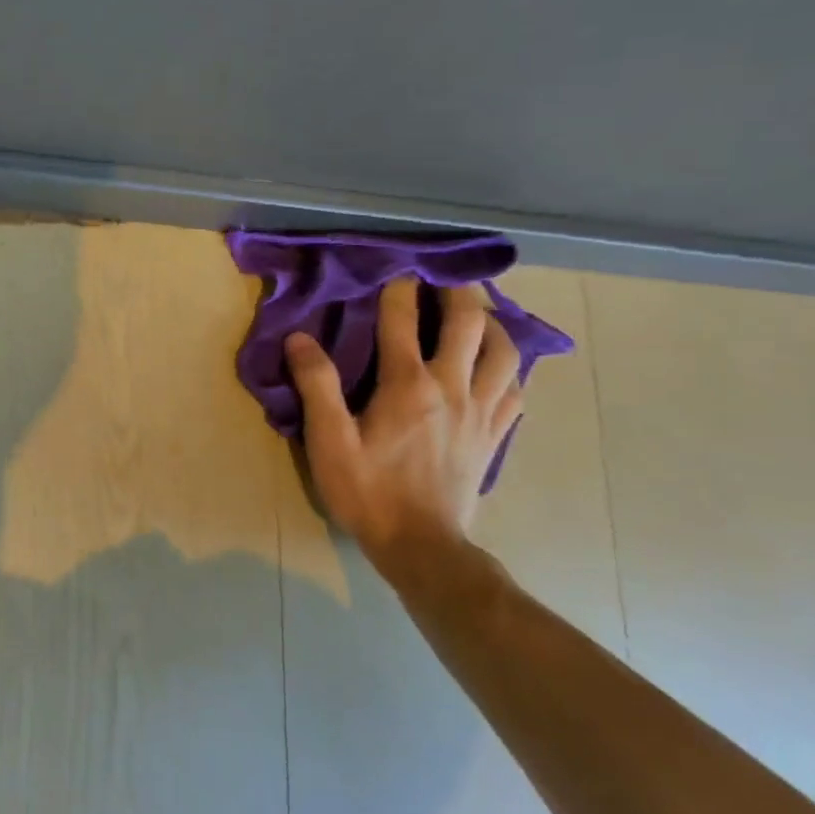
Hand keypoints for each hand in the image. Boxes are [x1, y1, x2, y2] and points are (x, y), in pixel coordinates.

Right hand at [284, 277, 521, 561]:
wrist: (422, 545)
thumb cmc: (368, 491)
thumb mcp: (328, 440)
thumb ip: (316, 385)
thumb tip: (299, 338)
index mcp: (408, 385)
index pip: (403, 320)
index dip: (398, 289)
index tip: (394, 268)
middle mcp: (452, 387)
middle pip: (469, 324)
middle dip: (459, 291)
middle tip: (446, 274)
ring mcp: (481, 411)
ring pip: (505, 352)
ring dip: (493, 324)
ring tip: (476, 314)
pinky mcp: (494, 434)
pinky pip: (515, 388)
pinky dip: (509, 366)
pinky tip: (496, 365)